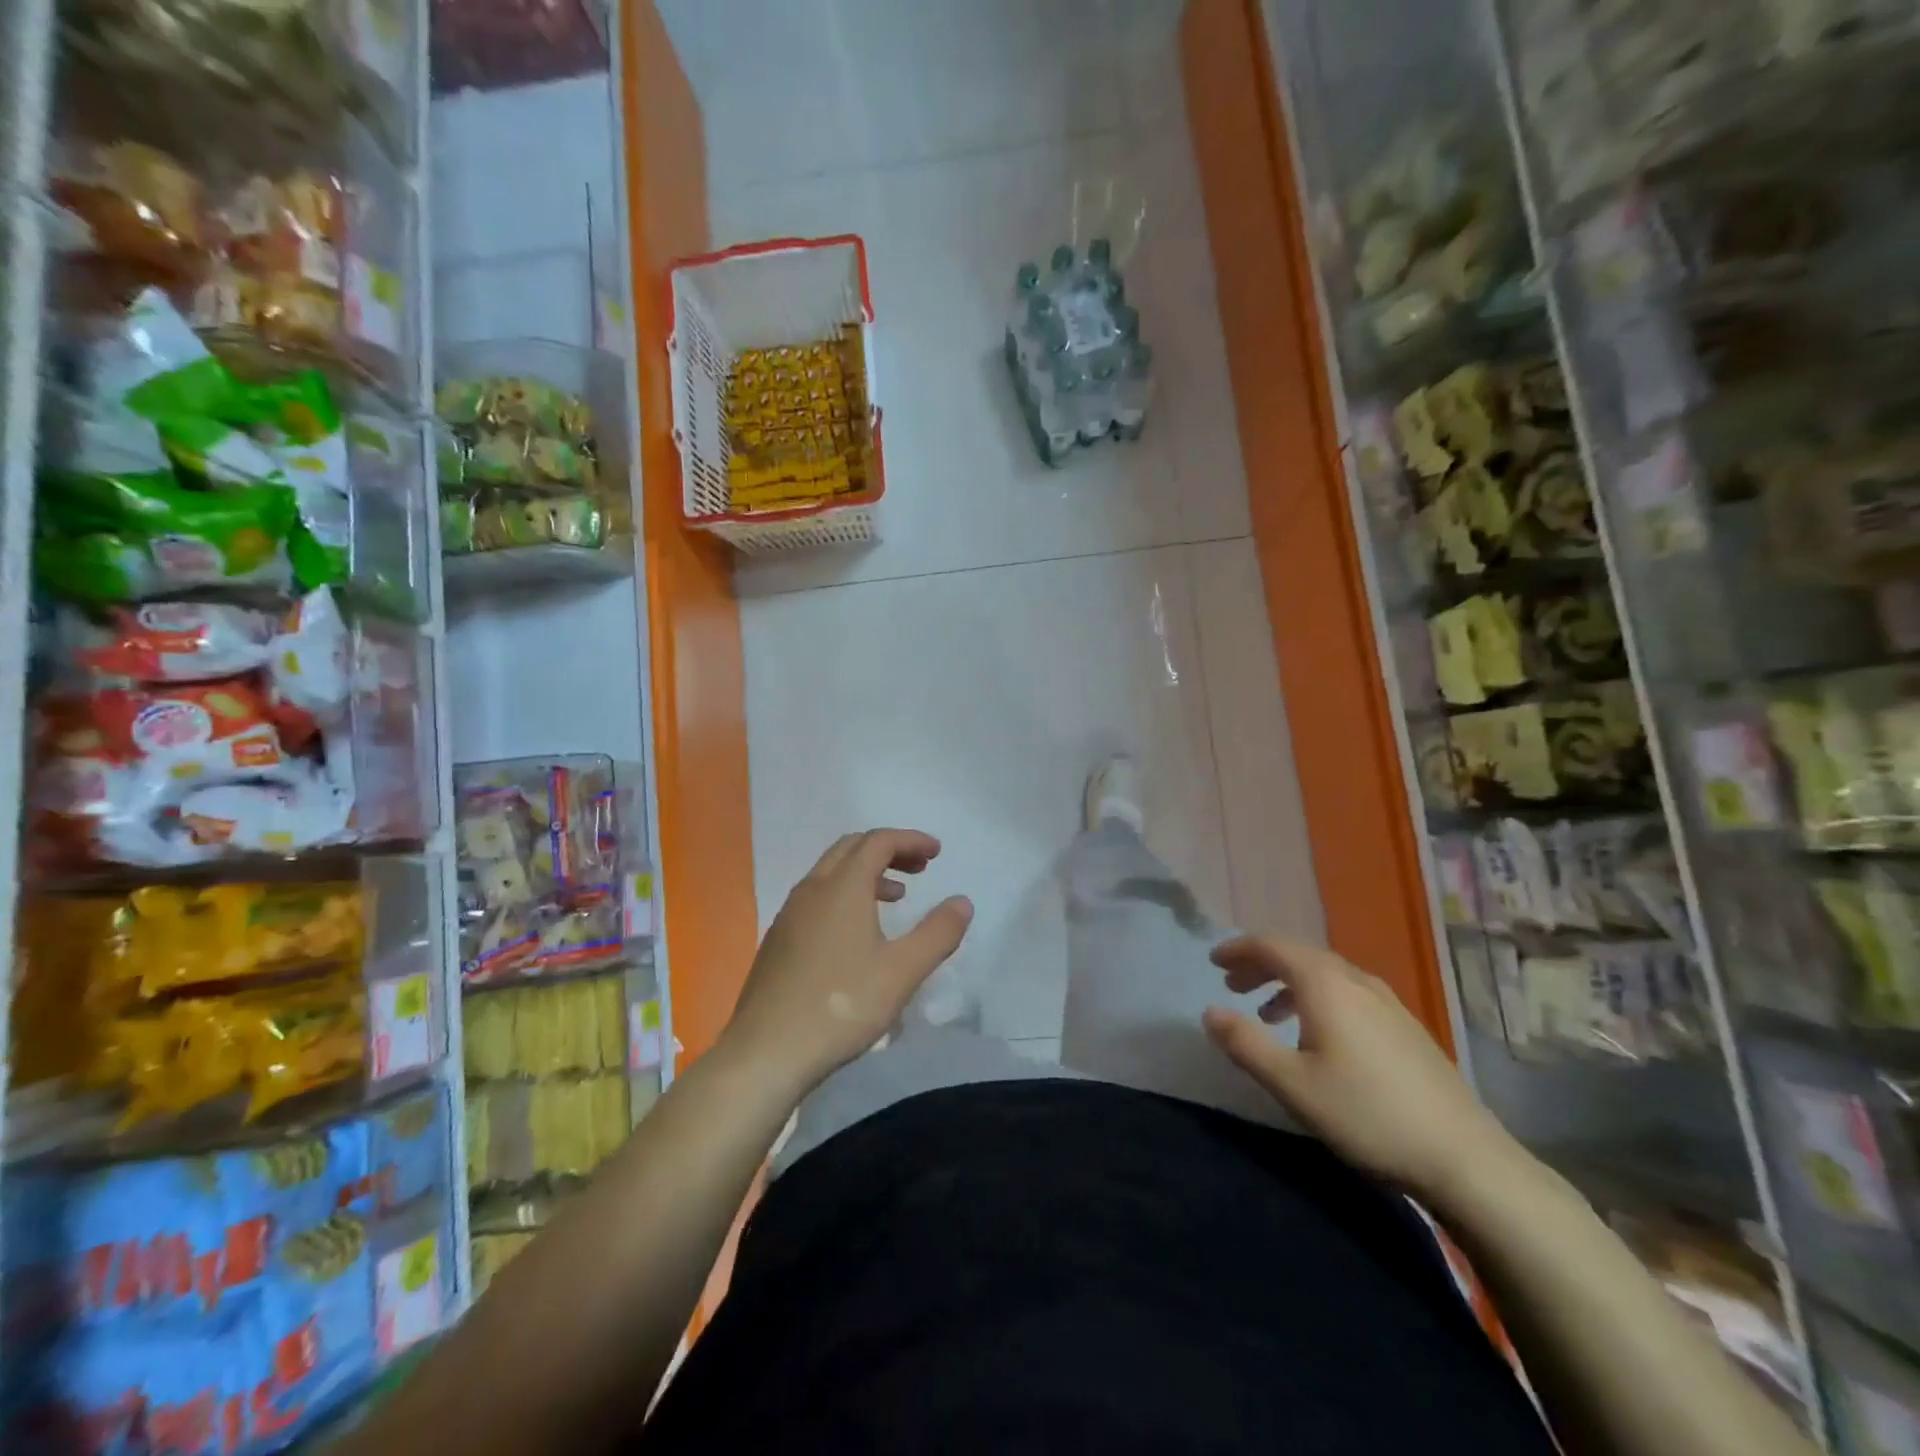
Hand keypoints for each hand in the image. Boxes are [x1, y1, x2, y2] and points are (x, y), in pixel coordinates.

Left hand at [722, 829, 973, 1097]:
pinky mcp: (778, 940)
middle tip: (919, 869)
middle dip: (889, 850)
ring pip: (831, 873)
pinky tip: (856, 934)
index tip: (937, 853)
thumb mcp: (902, 971)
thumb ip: (938, 933)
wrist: (766, 1052)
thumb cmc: (841, 1006)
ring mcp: (789, 914)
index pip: (878, 842)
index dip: (910, 840)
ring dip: (866, 873)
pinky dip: (844, 895)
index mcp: (842, 887)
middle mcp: (812, 889)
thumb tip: (962, 901)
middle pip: (852, 849)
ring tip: (895, 897)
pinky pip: (816, 898)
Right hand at [1201, 936, 1518, 1202]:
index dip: (1238, 949)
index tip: (1213, 962)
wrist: (1465, 1158)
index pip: (1272, 946)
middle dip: (1261, 965)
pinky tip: (1318, 1035)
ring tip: (1267, 1014)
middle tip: (1232, 985)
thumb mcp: (1292, 1084)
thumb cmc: (1367, 1115)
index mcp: (1325, 984)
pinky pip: (1347, 993)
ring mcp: (1387, 1002)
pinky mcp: (1406, 1026)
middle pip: (1299, 956)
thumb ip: (1245, 1043)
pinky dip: (1317, 999)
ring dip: (1288, 984)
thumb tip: (1209, 1012)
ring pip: (1325, 975)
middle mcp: (1355, 980)